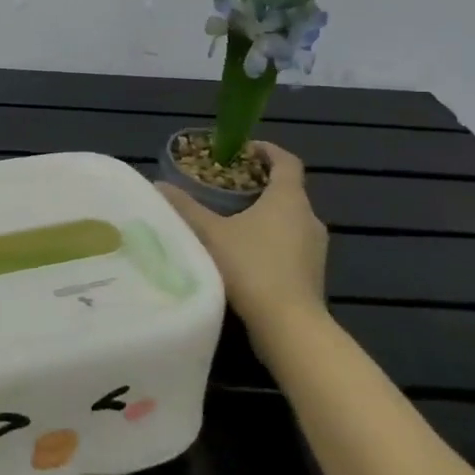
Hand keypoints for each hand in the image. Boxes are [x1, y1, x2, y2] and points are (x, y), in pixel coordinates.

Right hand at [159, 142, 328, 335]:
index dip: (267, 150)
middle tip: (227, 185)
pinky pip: (292, 243)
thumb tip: (158, 185)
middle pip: (288, 190)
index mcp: (289, 199)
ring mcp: (315, 248)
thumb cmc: (251, 267)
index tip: (244, 148)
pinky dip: (271, 238)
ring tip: (232, 218)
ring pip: (290, 218)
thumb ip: (185, 207)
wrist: (289, 326)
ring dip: (266, 213)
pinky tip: (245, 252)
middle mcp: (309, 217)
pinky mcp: (312, 273)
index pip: (287, 162)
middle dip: (259, 183)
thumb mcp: (210, 233)